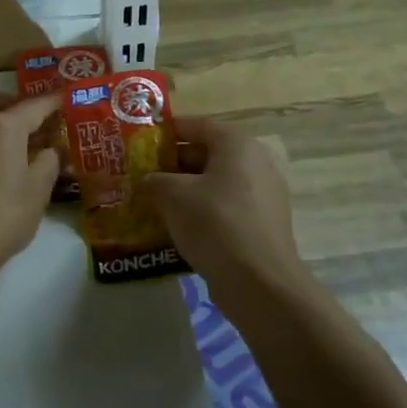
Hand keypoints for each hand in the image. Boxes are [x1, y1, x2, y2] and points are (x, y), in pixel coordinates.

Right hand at [145, 116, 304, 292]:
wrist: (259, 282)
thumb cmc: (214, 223)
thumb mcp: (173, 195)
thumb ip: (156, 180)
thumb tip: (149, 179)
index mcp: (236, 144)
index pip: (197, 125)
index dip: (168, 131)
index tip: (142, 141)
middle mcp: (255, 162)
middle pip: (208, 153)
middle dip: (174, 162)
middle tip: (144, 173)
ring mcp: (263, 194)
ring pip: (216, 182)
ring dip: (187, 189)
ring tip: (156, 200)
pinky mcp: (263, 223)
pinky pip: (226, 206)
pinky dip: (203, 210)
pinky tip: (179, 225)